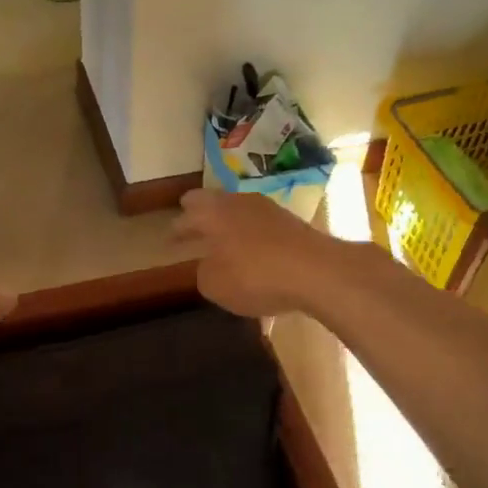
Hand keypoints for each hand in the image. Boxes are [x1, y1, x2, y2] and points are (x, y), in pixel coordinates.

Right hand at [171, 188, 345, 317]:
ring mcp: (269, 210)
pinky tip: (251, 256)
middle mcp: (238, 202)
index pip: (186, 213)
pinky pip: (261, 227)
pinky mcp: (292, 223)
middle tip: (191, 233)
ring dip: (228, 228)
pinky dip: (250, 238)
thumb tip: (209, 265)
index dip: (176, 229)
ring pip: (239, 213)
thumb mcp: (215, 285)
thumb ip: (204, 273)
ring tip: (221, 246)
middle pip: (212, 204)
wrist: (317, 271)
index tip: (169, 240)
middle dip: (200, 219)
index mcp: (212, 212)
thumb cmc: (255, 276)